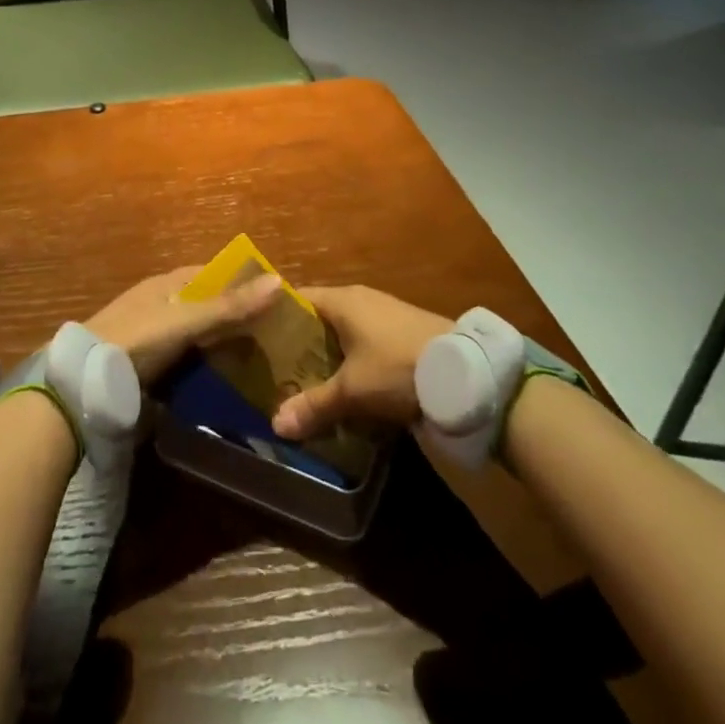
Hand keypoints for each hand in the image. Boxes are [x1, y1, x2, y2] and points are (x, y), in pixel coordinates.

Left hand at [87, 267, 283, 385]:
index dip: (241, 281)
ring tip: (261, 363)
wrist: (86, 382)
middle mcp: (160, 304)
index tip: (274, 297)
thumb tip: (278, 280)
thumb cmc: (138, 339)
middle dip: (236, 317)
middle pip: (205, 306)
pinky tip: (227, 383)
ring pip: (197, 336)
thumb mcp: (186, 320)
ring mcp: (152, 337)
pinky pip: (185, 362)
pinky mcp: (147, 367)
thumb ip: (229, 305)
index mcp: (166, 284)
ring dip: (222, 345)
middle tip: (276, 336)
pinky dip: (205, 368)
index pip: (211, 274)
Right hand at [272, 286, 451, 440]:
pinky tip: (350, 387)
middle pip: (320, 317)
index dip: (276, 318)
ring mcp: (384, 314)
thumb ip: (314, 405)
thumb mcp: (352, 391)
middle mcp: (360, 300)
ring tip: (310, 384)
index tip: (259, 341)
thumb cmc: (397, 367)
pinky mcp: (404, 333)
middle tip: (280, 372)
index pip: (297, 299)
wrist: (465, 374)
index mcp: (341, 300)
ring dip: (330, 355)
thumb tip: (275, 424)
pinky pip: (366, 342)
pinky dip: (354, 361)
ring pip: (344, 332)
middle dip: (301, 344)